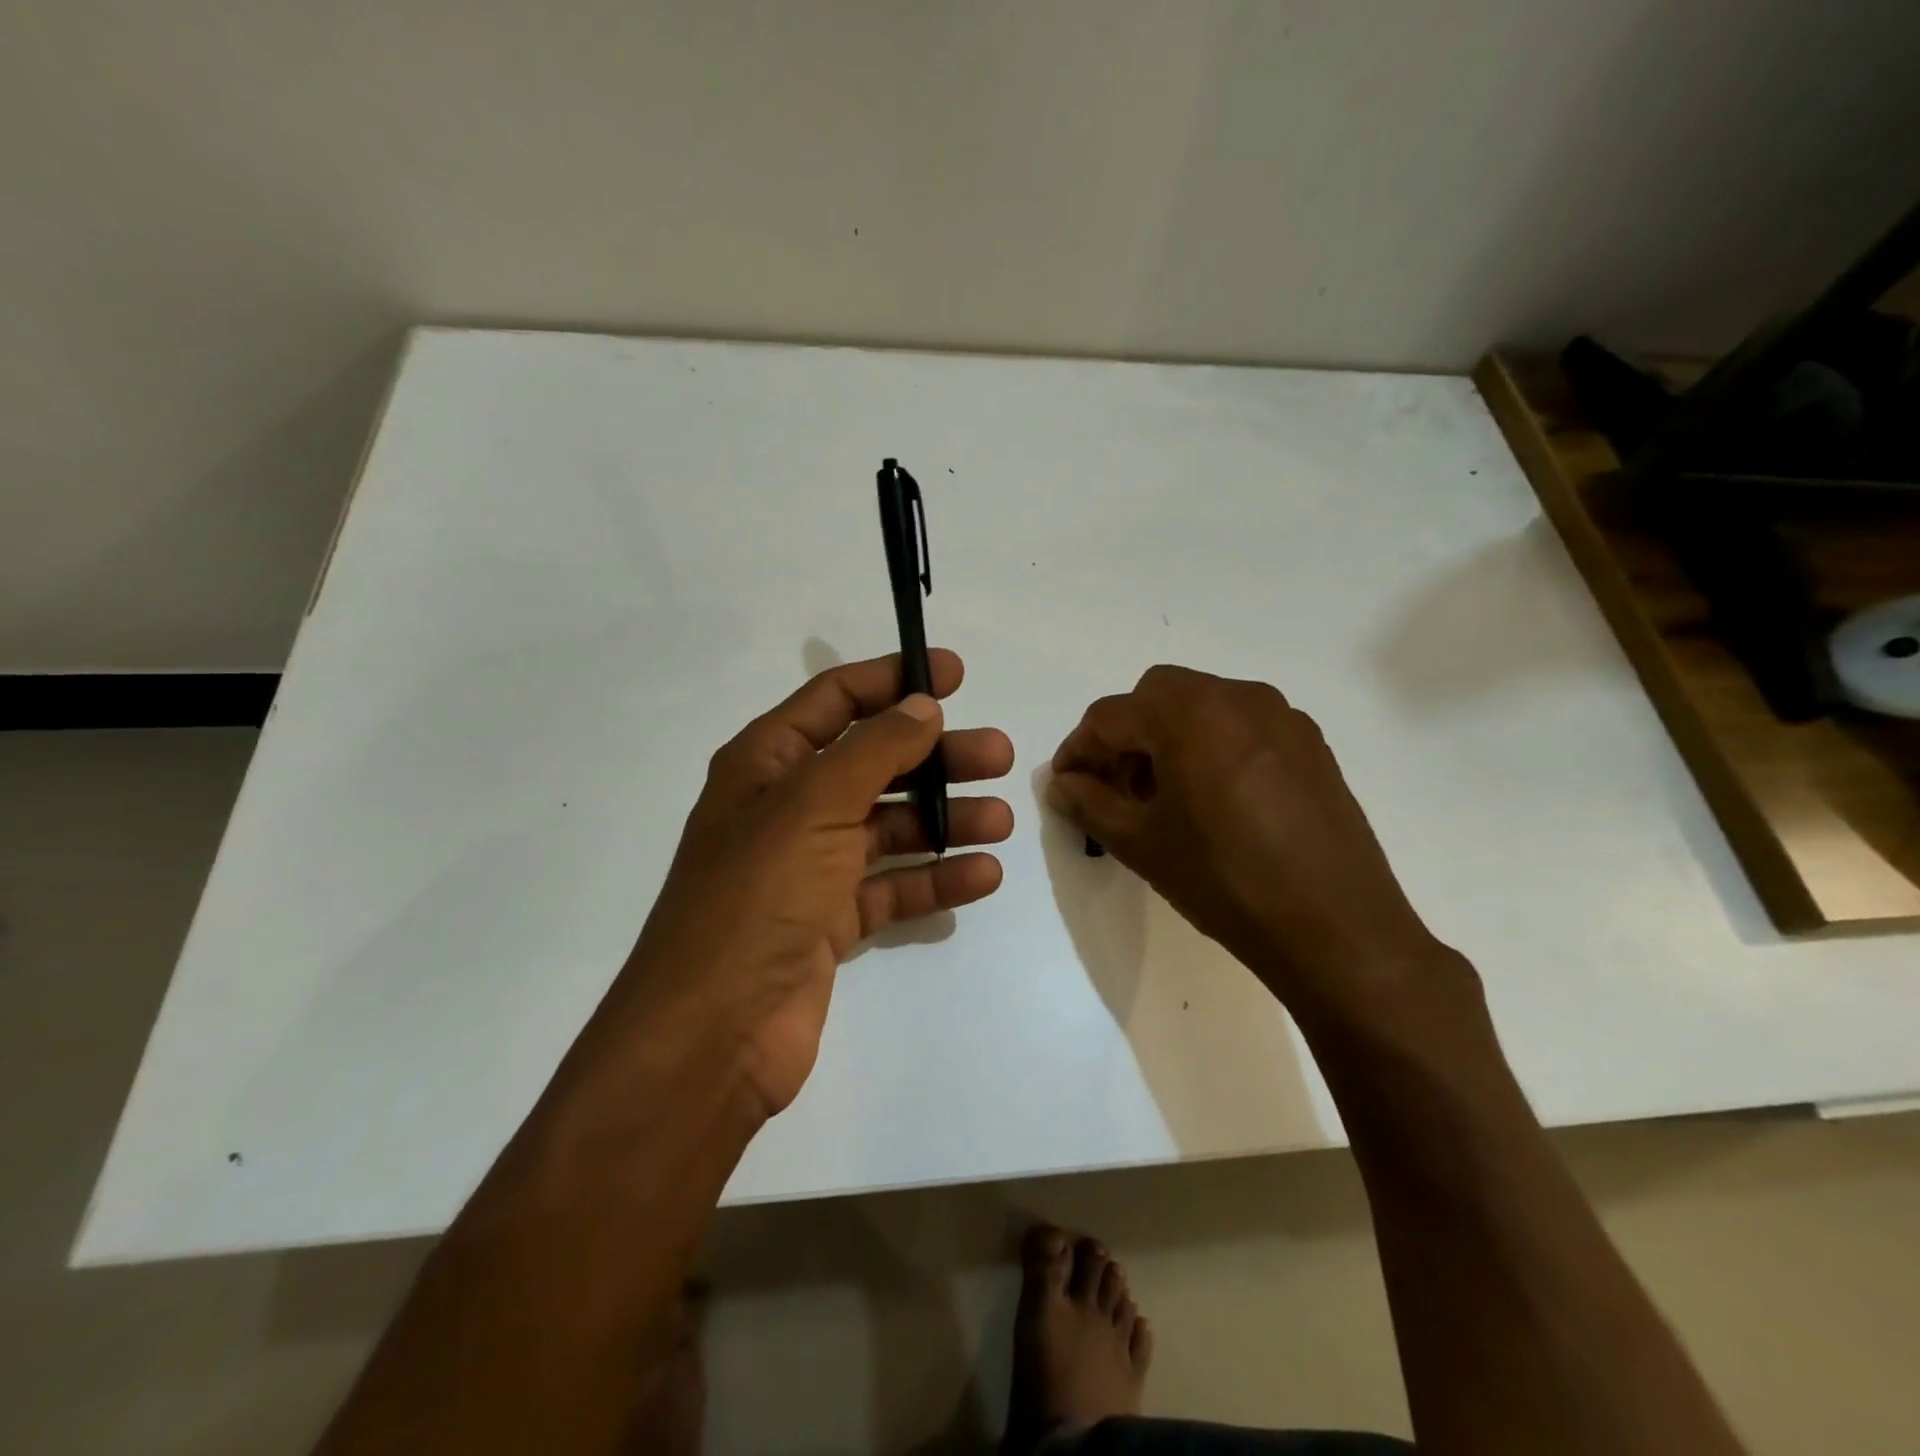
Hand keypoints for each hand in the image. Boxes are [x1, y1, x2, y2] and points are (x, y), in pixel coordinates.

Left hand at [616, 650, 1013, 1118]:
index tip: (955, 673)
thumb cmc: (757, 897)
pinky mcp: (831, 922)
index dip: (892, 679)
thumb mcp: (813, 805)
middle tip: (998, 754)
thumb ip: (874, 749)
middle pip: (874, 764)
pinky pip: (893, 886)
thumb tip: (922, 705)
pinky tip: (984, 874)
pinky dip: (935, 879)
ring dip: (945, 819)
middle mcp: (788, 809)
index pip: (835, 700)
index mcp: (767, 765)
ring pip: (891, 826)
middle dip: (936, 756)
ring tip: (1001, 819)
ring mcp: (810, 868)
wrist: (712, 1035)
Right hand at [1048, 665, 1454, 1028]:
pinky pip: (1242, 725)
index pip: (1110, 716)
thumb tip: (1062, 784)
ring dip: (1168, 737)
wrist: (1336, 929)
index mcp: (1190, 713)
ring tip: (1163, 797)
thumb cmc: (1224, 881)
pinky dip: (1211, 745)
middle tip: (1115, 788)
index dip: (1078, 750)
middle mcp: (1238, 697)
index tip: (1065, 785)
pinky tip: (1213, 800)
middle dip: (1125, 735)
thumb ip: (1090, 803)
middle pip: (1157, 696)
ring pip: (1202, 706)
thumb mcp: (1141, 843)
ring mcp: (1282, 717)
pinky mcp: (1311, 744)